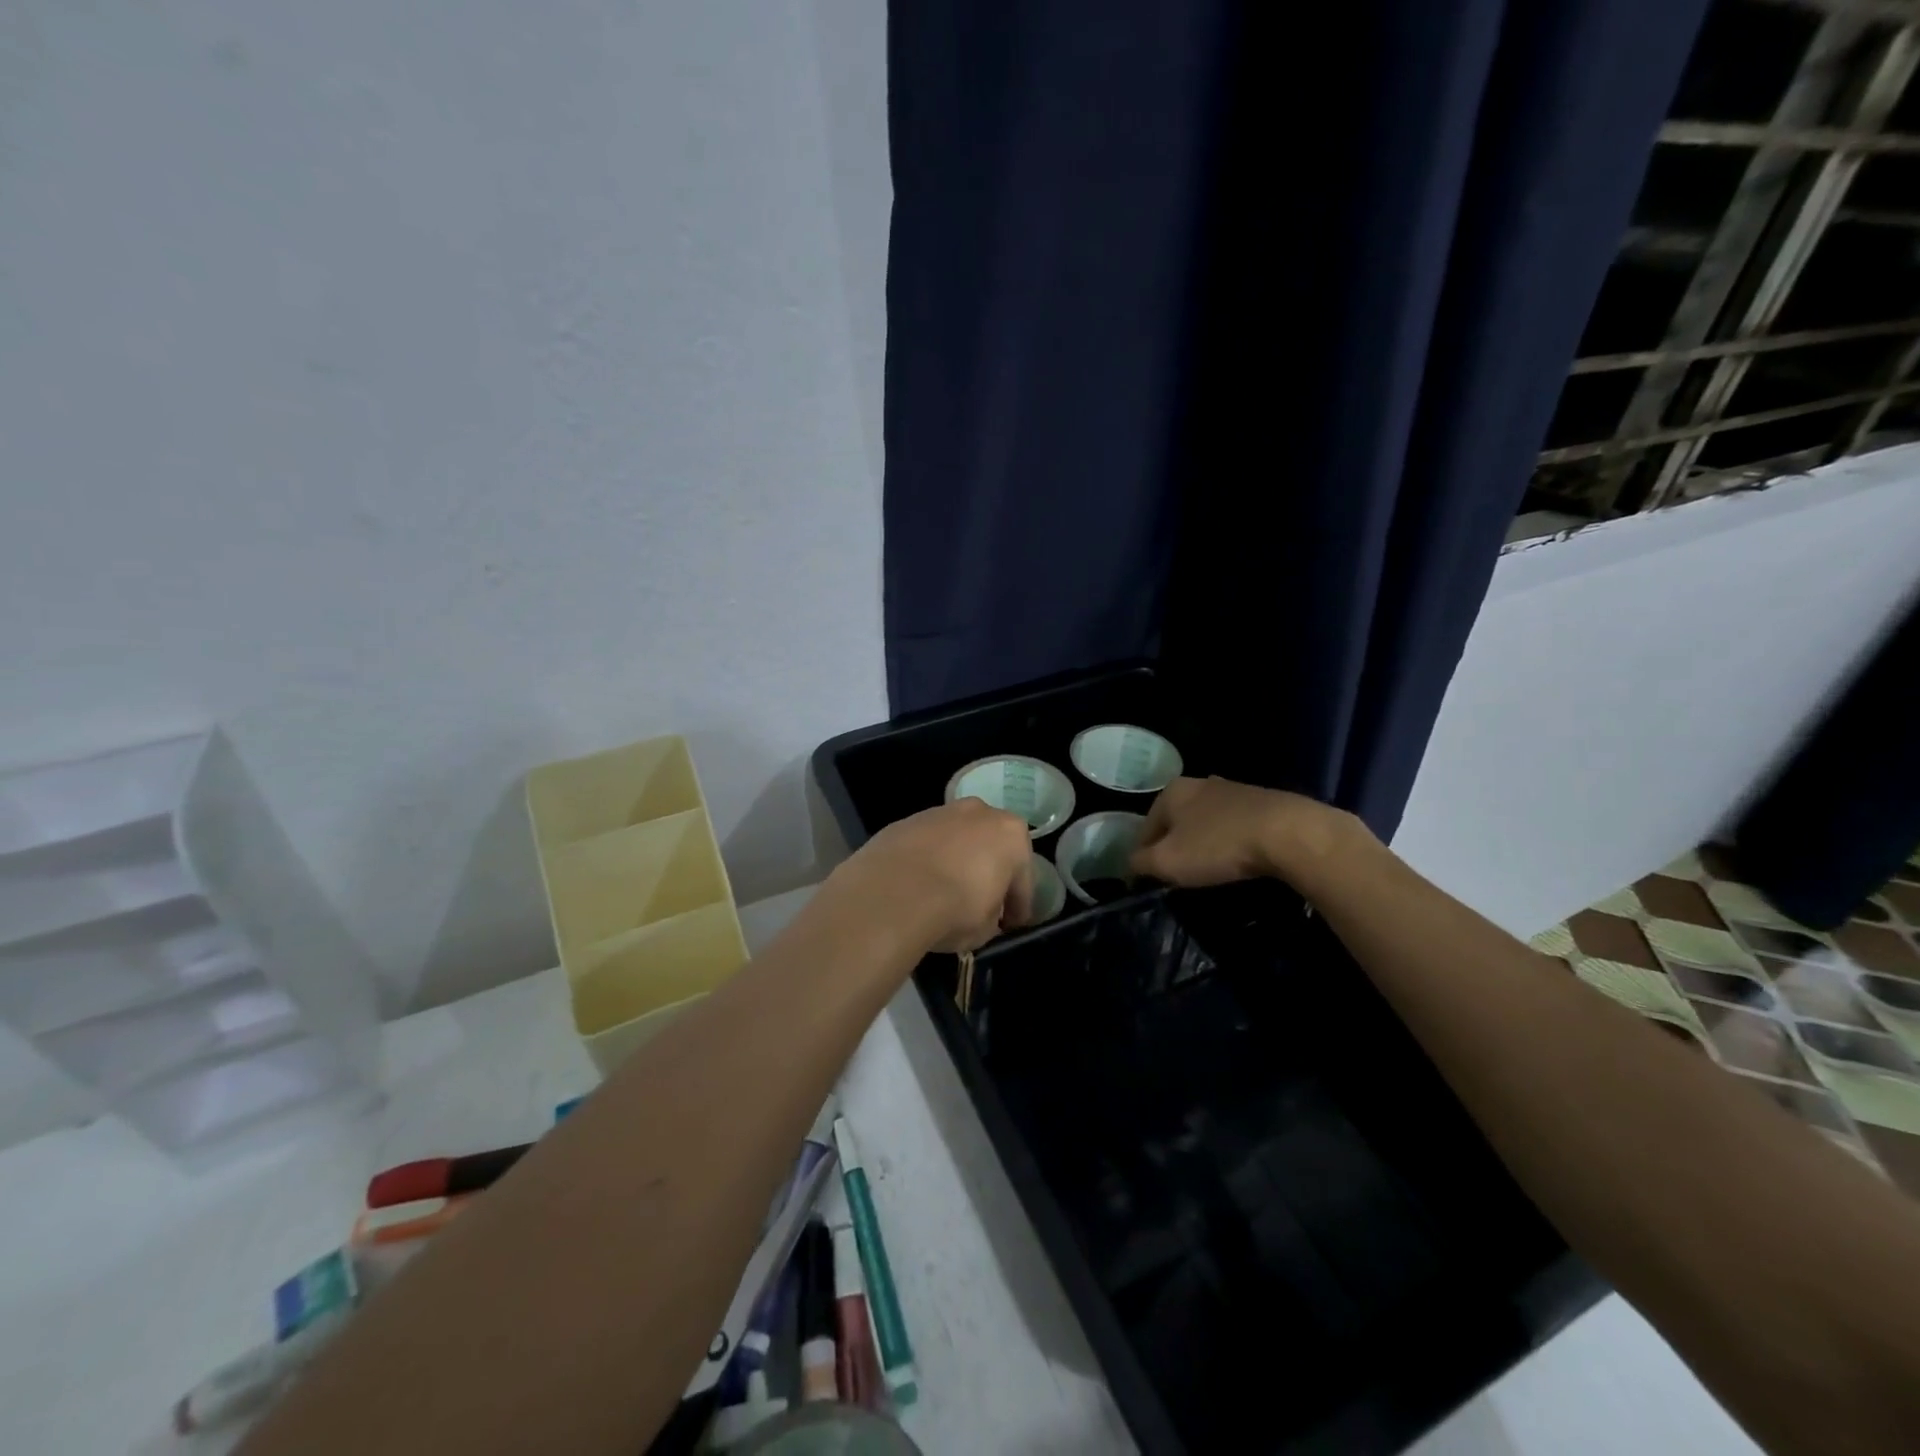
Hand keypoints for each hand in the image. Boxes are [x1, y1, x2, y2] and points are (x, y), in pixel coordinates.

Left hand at [832, 798, 1034, 953]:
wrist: (893, 893)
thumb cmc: (955, 910)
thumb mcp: (986, 928)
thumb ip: (992, 915)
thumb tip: (983, 914)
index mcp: (1011, 835)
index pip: (1022, 877)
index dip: (1018, 905)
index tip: (1011, 924)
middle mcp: (979, 813)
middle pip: (990, 846)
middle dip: (988, 871)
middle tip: (981, 902)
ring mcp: (940, 812)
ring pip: (957, 839)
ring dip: (956, 861)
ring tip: (944, 892)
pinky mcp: (906, 820)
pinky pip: (926, 844)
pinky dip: (927, 859)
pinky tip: (917, 885)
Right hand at [1129, 776, 1354, 887]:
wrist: (1288, 833)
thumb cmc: (1217, 845)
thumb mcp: (1167, 861)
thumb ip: (1140, 862)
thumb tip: (1131, 864)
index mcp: (1171, 792)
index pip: (1144, 828)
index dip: (1142, 857)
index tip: (1148, 881)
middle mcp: (1199, 783)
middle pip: (1176, 822)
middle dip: (1174, 847)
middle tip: (1179, 876)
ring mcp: (1233, 790)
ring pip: (1205, 822)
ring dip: (1203, 844)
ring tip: (1209, 870)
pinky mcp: (1263, 802)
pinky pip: (1234, 826)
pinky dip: (1230, 842)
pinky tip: (1238, 860)